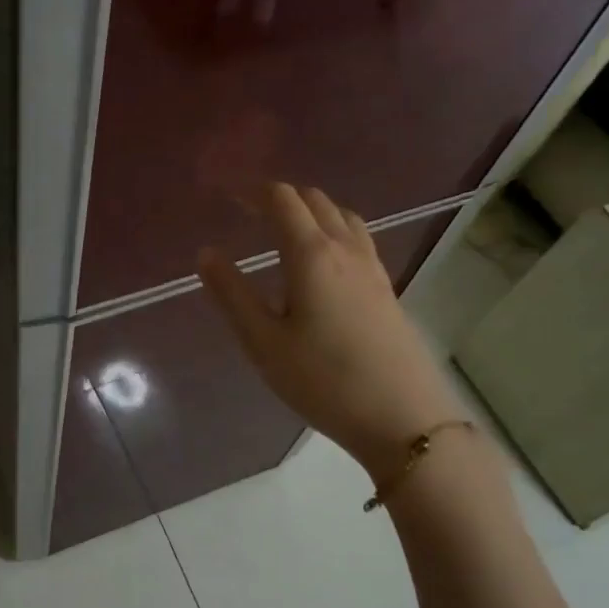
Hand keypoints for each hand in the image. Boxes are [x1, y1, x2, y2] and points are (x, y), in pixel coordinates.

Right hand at [198, 183, 459, 475]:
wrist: (402, 417)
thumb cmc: (323, 381)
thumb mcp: (263, 342)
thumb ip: (232, 294)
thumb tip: (206, 253)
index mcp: (312, 255)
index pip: (283, 200)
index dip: (253, 190)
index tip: (227, 194)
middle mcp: (345, 249)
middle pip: (315, 200)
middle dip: (280, 196)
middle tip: (248, 209)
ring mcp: (372, 267)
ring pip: (341, 216)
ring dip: (310, 209)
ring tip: (284, 227)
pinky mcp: (386, 288)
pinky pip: (357, 237)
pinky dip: (332, 227)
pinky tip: (322, 258)